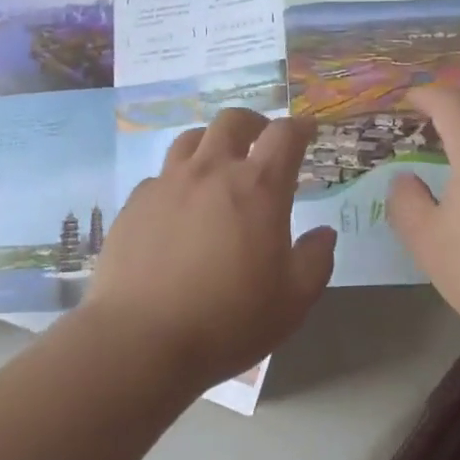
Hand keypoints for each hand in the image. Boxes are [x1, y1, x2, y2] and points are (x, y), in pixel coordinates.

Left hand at [87, 109, 336, 393]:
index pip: (284, 135)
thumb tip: (324, 233)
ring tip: (218, 163)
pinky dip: (178, 178)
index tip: (308, 131)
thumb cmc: (228, 320)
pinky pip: (161, 175)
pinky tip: (179, 205)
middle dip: (254, 123)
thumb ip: (315, 260)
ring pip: (191, 138)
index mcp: (257, 187)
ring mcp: (168, 183)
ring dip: (212, 141)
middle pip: (232, 121)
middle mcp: (211, 171)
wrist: (140, 339)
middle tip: (262, 140)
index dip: (300, 127)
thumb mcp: (292, 301)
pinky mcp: (135, 202)